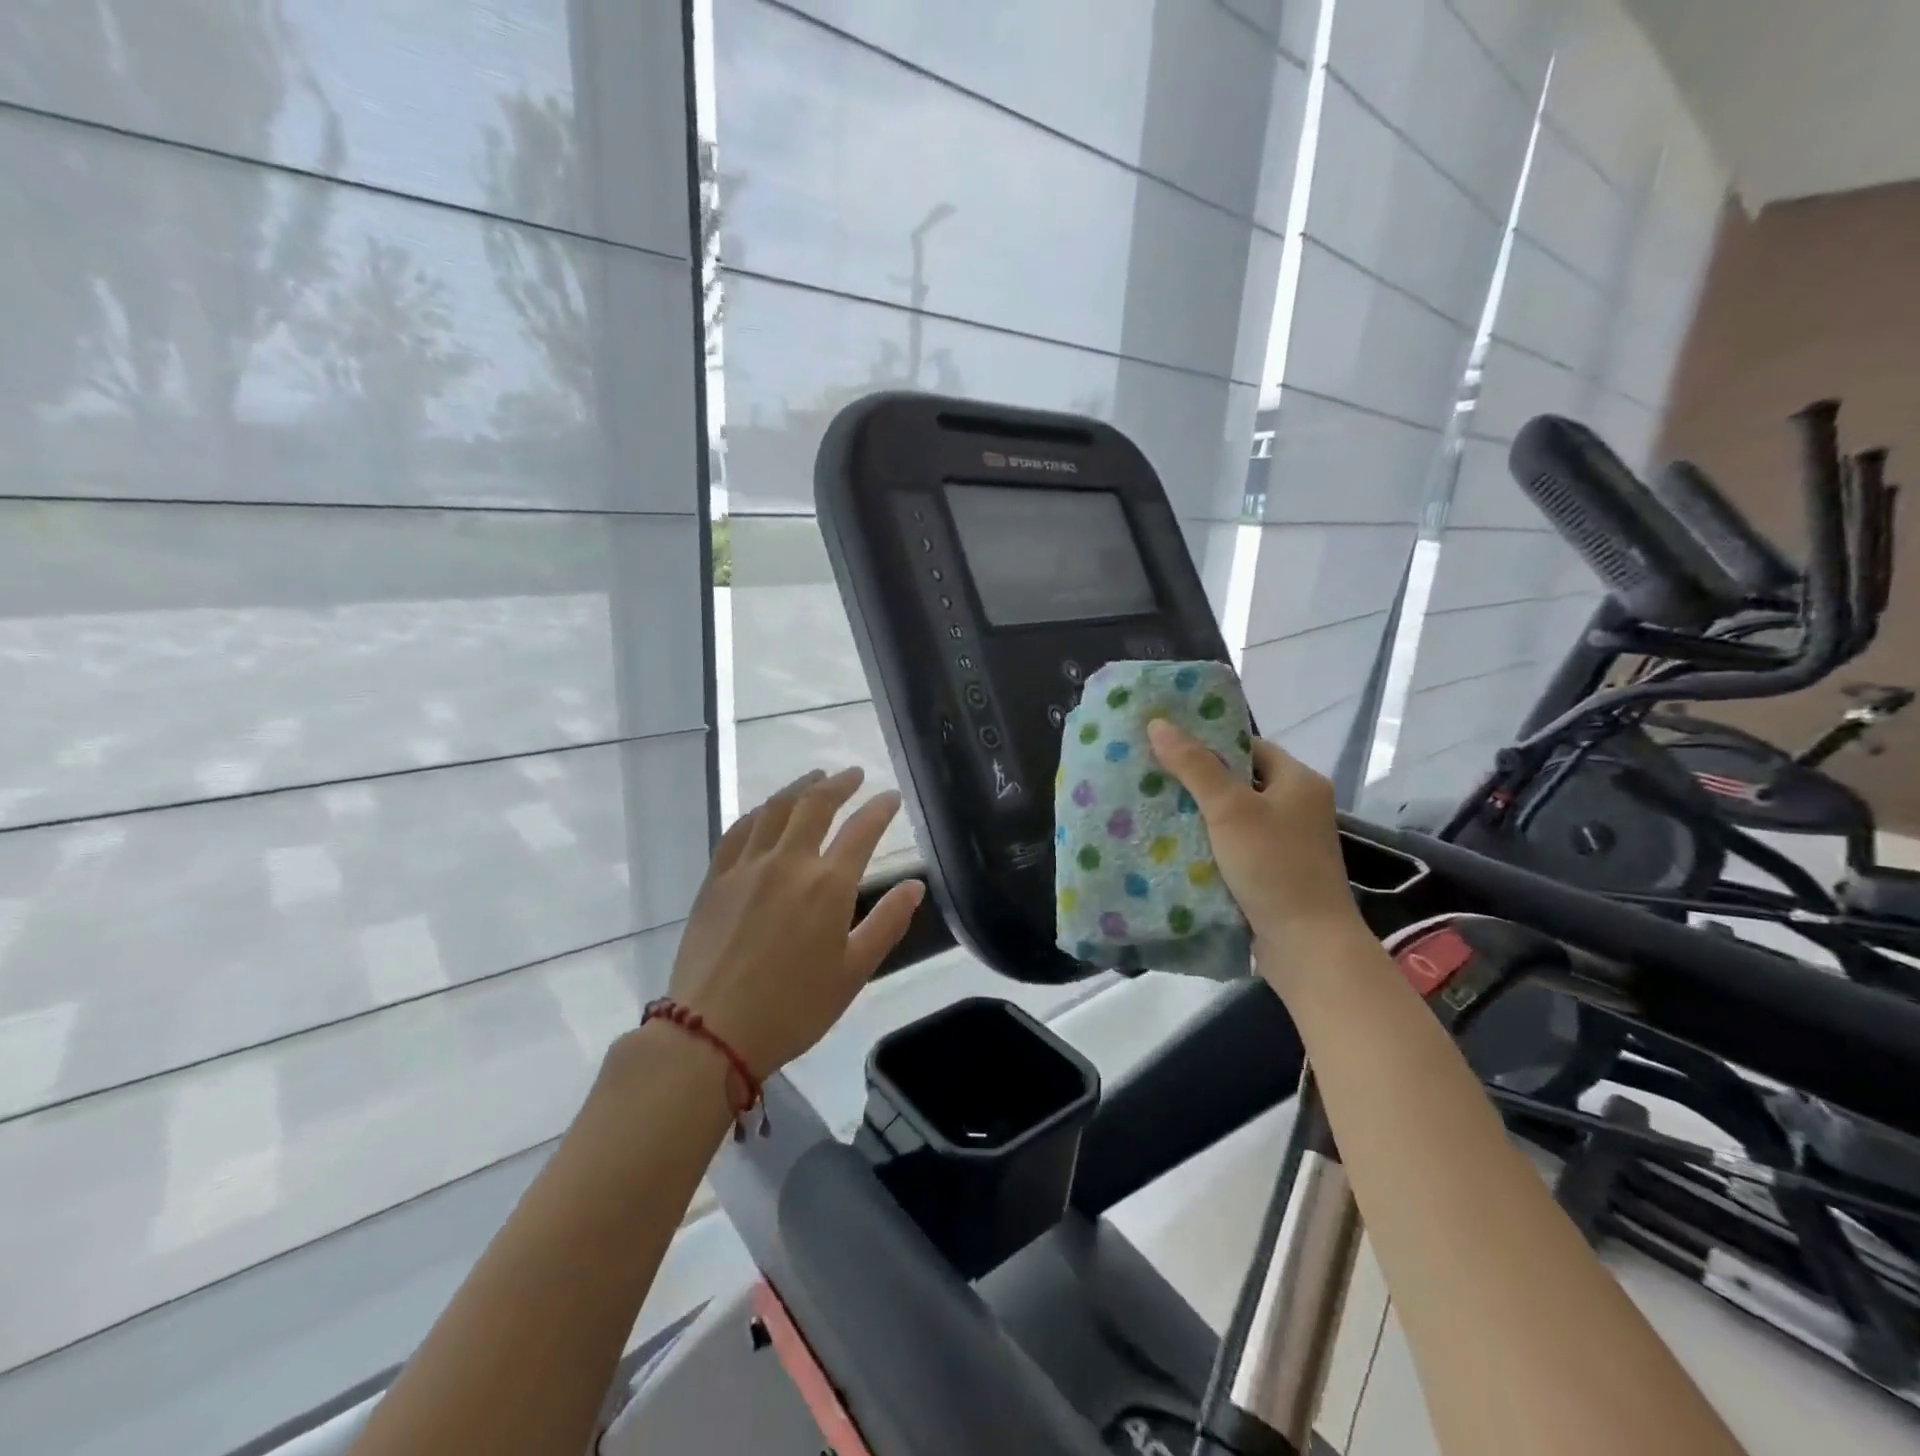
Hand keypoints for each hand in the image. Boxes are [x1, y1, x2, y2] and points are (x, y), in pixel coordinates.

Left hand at [665, 767, 925, 1078]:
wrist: (712, 1031)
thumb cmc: (793, 1008)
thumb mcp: (853, 972)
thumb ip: (887, 923)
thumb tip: (915, 885)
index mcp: (828, 886)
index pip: (862, 830)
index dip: (880, 809)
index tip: (891, 797)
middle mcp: (789, 862)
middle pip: (816, 805)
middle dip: (839, 784)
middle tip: (853, 774)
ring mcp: (748, 866)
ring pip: (776, 809)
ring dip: (799, 787)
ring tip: (814, 777)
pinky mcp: (717, 878)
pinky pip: (739, 830)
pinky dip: (759, 812)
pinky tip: (765, 810)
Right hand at [1146, 721, 1366, 982]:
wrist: (1307, 946)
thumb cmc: (1273, 865)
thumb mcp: (1229, 809)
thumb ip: (1194, 766)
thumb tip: (1157, 722)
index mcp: (1299, 781)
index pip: (1248, 746)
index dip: (1209, 742)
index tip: (1167, 744)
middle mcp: (1297, 806)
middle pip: (1238, 781)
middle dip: (1196, 779)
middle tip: (1151, 774)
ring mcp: (1287, 842)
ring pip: (1233, 816)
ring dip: (1199, 815)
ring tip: (1152, 806)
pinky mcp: (1273, 872)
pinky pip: (1234, 846)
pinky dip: (1208, 844)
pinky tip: (1173, 845)